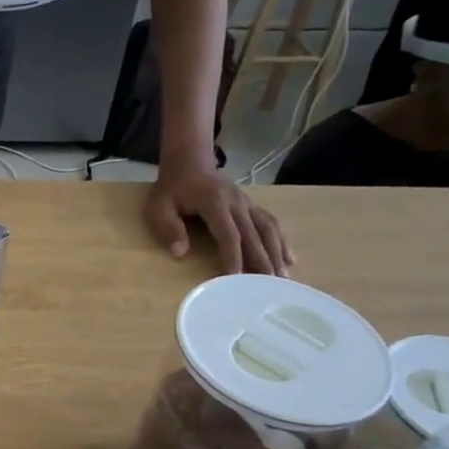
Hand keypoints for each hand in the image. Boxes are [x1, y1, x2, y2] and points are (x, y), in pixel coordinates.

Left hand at [145, 165, 290, 275]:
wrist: (190, 161)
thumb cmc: (172, 188)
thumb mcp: (159, 206)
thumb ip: (168, 228)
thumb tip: (179, 253)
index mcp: (214, 202)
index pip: (228, 233)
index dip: (233, 255)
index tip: (237, 277)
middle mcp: (237, 202)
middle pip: (253, 234)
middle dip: (262, 260)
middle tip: (269, 286)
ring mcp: (247, 203)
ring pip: (268, 228)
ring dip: (277, 253)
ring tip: (283, 277)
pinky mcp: (252, 205)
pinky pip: (270, 222)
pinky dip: (281, 241)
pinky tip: (289, 259)